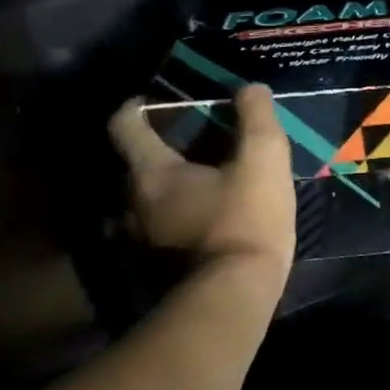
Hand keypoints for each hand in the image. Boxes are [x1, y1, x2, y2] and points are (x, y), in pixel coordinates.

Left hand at [108, 86, 297, 283]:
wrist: (231, 301)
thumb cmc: (244, 223)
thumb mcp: (264, 162)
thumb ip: (257, 119)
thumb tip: (250, 88)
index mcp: (151, 172)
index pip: (125, 124)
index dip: (137, 107)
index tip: (156, 101)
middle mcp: (130, 204)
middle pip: (134, 166)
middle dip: (160, 152)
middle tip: (195, 146)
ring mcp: (136, 243)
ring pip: (142, 205)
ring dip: (164, 193)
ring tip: (199, 189)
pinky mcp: (150, 273)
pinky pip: (154, 236)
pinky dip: (171, 225)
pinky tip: (200, 228)